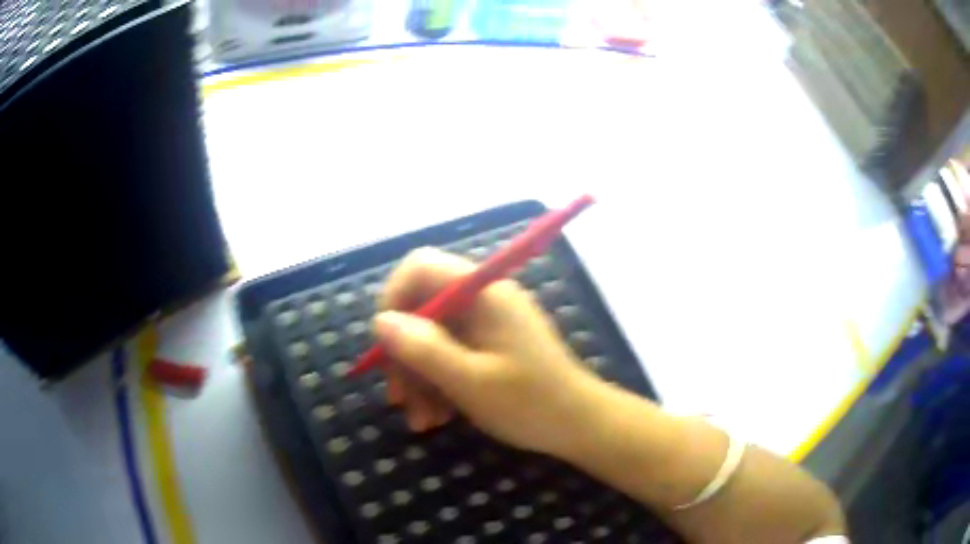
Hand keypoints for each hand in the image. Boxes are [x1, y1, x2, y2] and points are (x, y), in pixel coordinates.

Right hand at [374, 247, 602, 456]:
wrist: (580, 426)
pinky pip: (451, 355)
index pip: (421, 267)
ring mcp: (488, 324)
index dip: (393, 299)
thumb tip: (381, 321)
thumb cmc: (531, 404)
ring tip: (422, 421)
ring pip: (433, 338)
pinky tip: (438, 417)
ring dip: (420, 379)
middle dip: (405, 355)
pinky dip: (439, 383)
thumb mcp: (470, 381)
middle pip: (422, 308)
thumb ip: (423, 348)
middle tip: (399, 399)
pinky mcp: (491, 347)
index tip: (384, 345)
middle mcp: (484, 300)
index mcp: (483, 293)